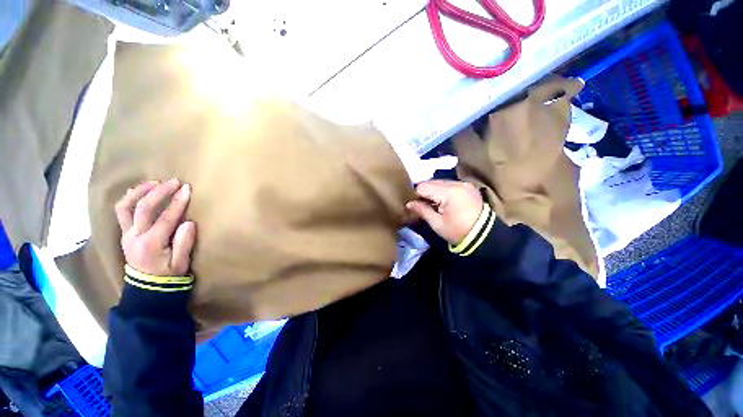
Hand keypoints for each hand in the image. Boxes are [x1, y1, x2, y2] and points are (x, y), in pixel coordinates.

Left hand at [115, 179, 196, 275]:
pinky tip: (142, 192)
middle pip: (142, 208)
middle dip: (158, 192)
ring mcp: (126, 234)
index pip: (164, 219)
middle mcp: (134, 237)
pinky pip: (122, 211)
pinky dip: (131, 198)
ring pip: (125, 206)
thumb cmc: (168, 275)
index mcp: (151, 244)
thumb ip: (185, 243)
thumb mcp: (181, 263)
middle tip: (173, 181)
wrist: (147, 287)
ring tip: (154, 182)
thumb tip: (189, 222)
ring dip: (139, 191)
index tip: (187, 189)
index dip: (176, 202)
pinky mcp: (125, 233)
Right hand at [406, 180, 483, 244]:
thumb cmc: (458, 231)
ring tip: (434, 204)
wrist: (484, 236)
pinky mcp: (468, 187)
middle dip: (425, 193)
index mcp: (449, 192)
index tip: (415, 206)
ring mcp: (464, 184)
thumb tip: (408, 204)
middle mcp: (457, 183)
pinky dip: (443, 191)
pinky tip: (444, 202)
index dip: (416, 195)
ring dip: (434, 192)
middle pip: (432, 182)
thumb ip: (422, 210)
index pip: (423, 186)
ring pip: (440, 182)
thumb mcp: (437, 223)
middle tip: (424, 206)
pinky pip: (450, 185)